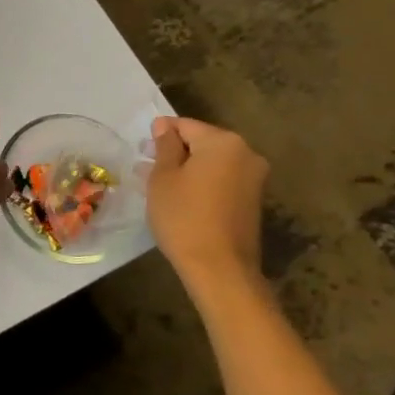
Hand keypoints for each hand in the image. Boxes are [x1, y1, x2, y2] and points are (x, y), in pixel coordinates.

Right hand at [147, 116, 268, 292]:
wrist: (219, 268)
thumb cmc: (184, 216)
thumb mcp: (163, 177)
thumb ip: (165, 146)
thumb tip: (164, 126)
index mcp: (224, 142)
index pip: (185, 126)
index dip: (160, 135)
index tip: (141, 151)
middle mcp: (246, 153)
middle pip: (202, 143)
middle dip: (174, 152)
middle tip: (146, 168)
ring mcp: (253, 178)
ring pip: (211, 163)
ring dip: (187, 169)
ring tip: (159, 185)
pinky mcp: (252, 200)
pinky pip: (221, 180)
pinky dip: (201, 183)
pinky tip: (180, 198)